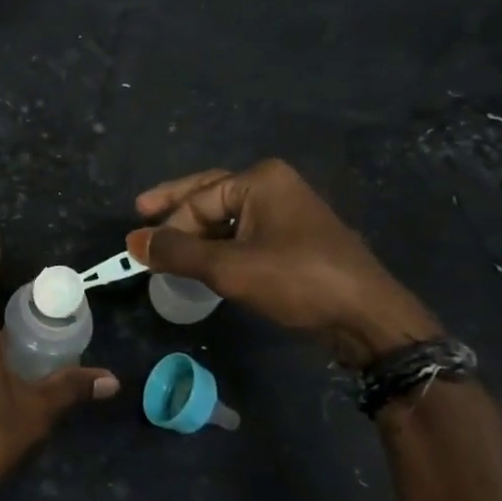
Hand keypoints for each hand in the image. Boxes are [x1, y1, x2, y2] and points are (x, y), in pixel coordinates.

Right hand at [128, 160, 440, 367]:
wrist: (368, 319)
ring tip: (168, 247)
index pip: (197, 199)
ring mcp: (288, 213)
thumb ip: (177, 253)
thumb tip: (133, 243)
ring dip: (197, 233)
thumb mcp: (228, 268)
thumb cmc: (297, 281)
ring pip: (227, 218)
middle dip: (177, 211)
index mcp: (260, 181)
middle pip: (210, 196)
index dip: (167, 225)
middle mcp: (274, 187)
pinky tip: (204, 261)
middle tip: (141, 212)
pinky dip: (220, 245)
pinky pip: (245, 234)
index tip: (140, 250)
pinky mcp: (296, 241)